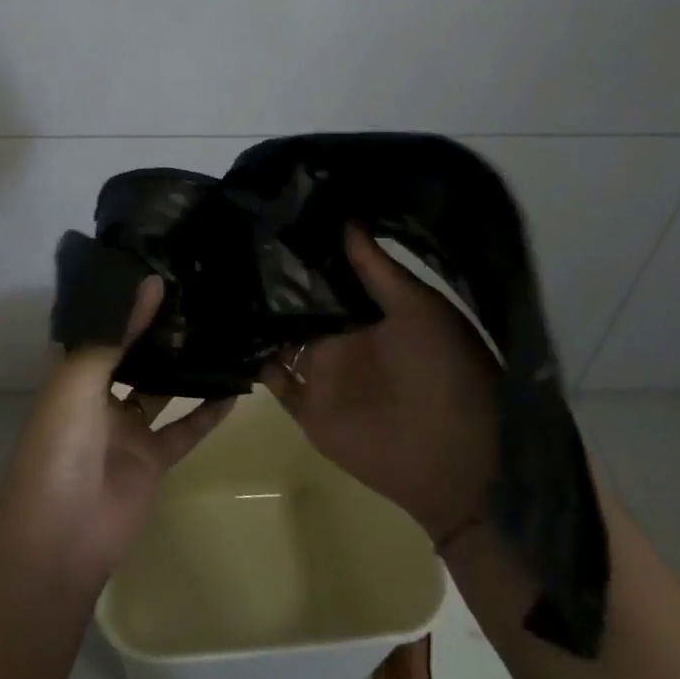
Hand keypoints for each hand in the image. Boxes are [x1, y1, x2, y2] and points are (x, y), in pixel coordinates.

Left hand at [0, 277, 233, 581]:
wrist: (61, 536)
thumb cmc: (58, 446)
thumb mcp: (79, 379)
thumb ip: (115, 334)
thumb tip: (150, 283)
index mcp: (71, 372)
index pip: (96, 326)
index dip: (118, 300)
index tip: (150, 265)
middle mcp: (98, 394)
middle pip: (131, 353)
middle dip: (156, 327)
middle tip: (193, 291)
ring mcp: (127, 428)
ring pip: (161, 388)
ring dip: (184, 364)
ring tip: (217, 327)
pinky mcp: (152, 458)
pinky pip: (185, 428)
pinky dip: (208, 412)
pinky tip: (235, 389)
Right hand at [262, 225, 500, 545]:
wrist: (458, 461)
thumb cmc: (448, 373)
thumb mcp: (420, 310)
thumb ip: (379, 270)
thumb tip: (346, 219)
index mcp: (368, 312)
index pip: (327, 274)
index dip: (304, 250)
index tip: (274, 217)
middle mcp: (341, 337)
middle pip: (297, 303)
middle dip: (271, 279)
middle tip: (235, 243)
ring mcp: (323, 373)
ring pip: (281, 337)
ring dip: (258, 317)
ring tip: (221, 280)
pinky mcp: (309, 408)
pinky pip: (274, 381)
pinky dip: (255, 362)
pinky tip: (231, 334)